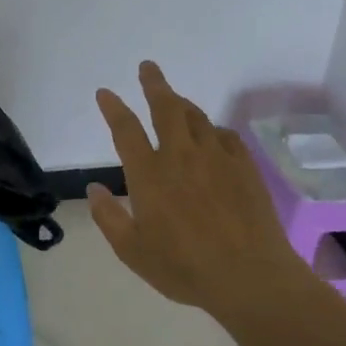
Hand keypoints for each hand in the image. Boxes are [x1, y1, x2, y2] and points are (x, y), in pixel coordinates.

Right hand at [87, 61, 310, 314]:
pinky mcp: (245, 168)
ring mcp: (216, 159)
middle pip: (166, 108)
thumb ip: (109, 218)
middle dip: (154, 84)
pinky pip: (225, 136)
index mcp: (149, 174)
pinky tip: (212, 136)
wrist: (251, 278)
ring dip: (182, 104)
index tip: (105, 93)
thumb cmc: (184, 268)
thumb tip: (94, 189)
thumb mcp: (132, 251)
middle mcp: (181, 156)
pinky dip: (213, 130)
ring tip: (175, 99)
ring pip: (197, 117)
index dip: (113, 108)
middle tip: (148, 67)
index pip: (125, 130)